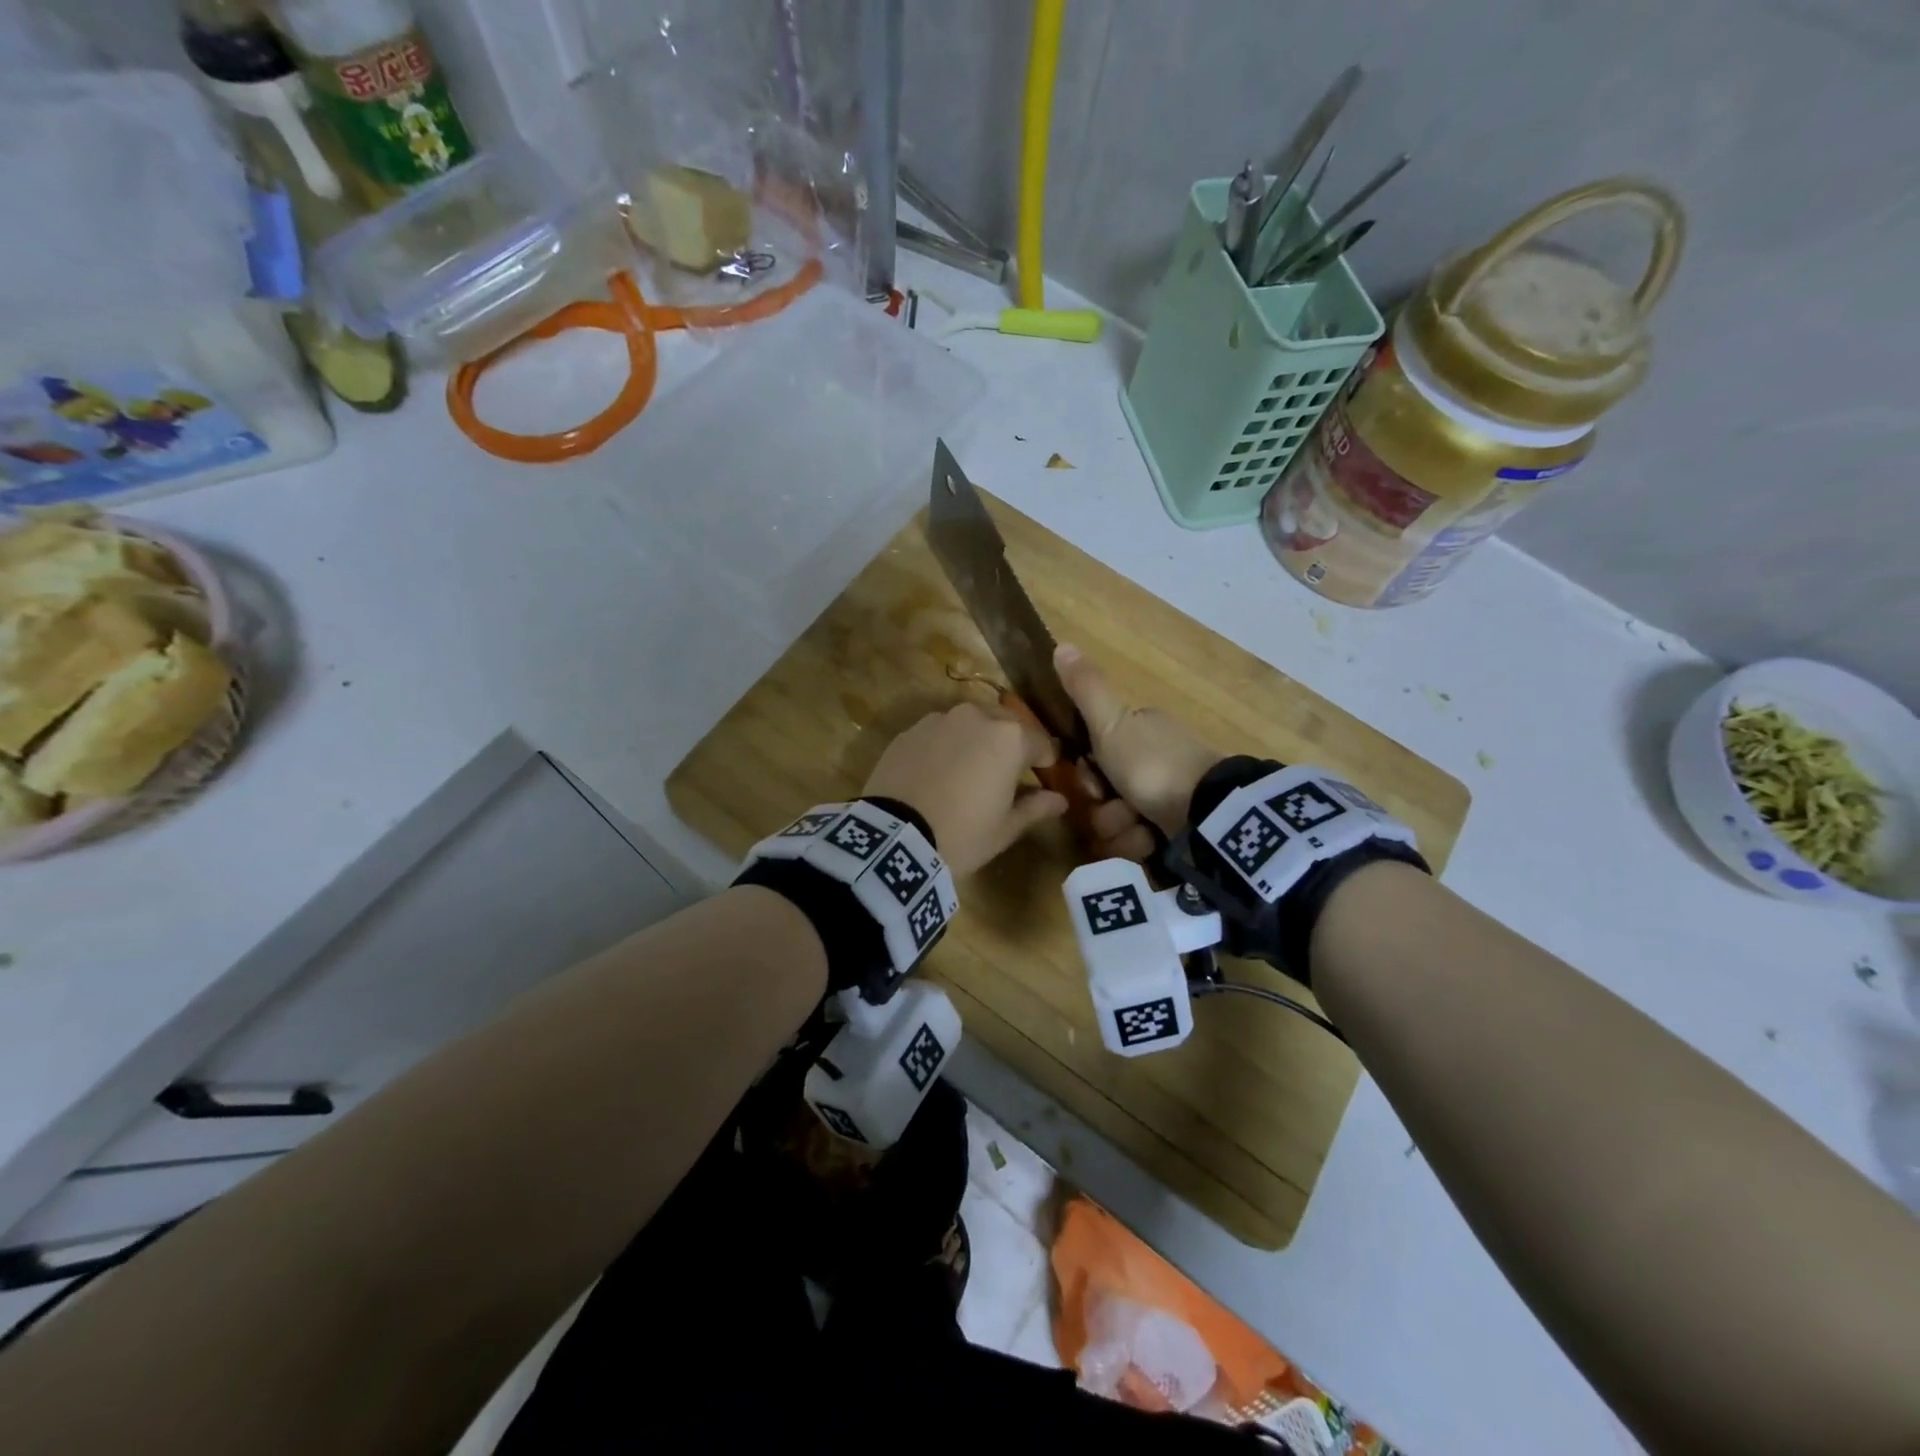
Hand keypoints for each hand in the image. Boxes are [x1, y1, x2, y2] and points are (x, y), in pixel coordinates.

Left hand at [863, 702, 1067, 875]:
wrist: (894, 837)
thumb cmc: (962, 834)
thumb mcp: (1005, 828)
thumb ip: (1035, 807)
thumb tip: (1059, 799)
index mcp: (1009, 738)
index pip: (1040, 742)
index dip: (1045, 760)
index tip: (1044, 774)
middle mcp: (976, 717)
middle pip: (1005, 724)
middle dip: (1011, 743)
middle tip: (1007, 772)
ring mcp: (939, 720)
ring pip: (969, 723)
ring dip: (977, 740)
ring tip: (970, 769)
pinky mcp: (909, 731)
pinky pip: (939, 732)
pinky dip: (946, 745)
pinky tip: (939, 772)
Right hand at [1056, 644, 1219, 837]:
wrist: (1206, 811)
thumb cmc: (1152, 762)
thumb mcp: (1111, 723)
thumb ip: (1085, 689)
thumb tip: (1061, 643)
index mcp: (1141, 731)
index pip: (1095, 754)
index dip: (1086, 771)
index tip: (1091, 780)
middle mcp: (1154, 760)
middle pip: (1105, 792)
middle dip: (1103, 807)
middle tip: (1115, 807)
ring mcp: (1169, 796)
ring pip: (1119, 820)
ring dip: (1120, 829)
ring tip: (1137, 828)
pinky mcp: (1179, 829)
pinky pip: (1141, 841)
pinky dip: (1141, 843)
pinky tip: (1151, 842)